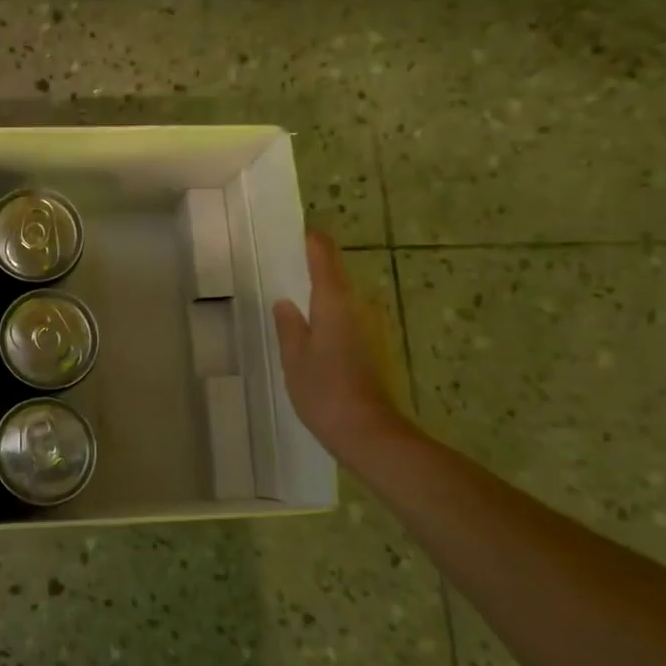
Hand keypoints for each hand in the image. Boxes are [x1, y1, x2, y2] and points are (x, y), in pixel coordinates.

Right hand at [272, 230, 407, 459]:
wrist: (370, 433)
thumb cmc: (324, 391)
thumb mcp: (294, 358)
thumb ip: (289, 326)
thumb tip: (286, 303)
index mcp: (335, 301)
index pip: (325, 255)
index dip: (312, 241)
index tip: (296, 233)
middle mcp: (361, 306)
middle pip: (336, 277)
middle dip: (314, 274)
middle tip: (285, 276)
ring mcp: (374, 327)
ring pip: (345, 302)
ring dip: (324, 302)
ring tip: (297, 311)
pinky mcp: (380, 347)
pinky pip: (351, 321)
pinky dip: (334, 322)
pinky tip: (316, 340)